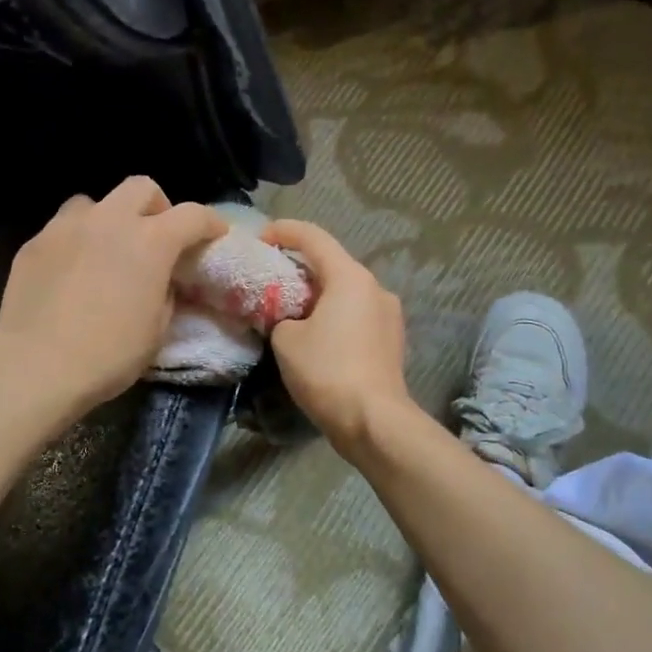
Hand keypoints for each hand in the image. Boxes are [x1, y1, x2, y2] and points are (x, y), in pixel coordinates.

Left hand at [0, 177, 227, 417]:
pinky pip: (62, 229)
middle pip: (141, 188)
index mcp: (150, 242)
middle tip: (156, 236)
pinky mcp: (34, 243)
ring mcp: (66, 227)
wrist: (36, 365)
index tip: (215, 234)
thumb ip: (164, 294)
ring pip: (95, 202)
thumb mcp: (156, 330)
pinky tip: (71, 272)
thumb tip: (159, 282)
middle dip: (156, 207)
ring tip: (106, 250)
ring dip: (109, 220)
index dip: (210, 222)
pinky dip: (76, 242)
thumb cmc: (108, 354)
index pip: (192, 215)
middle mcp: (109, 221)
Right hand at [258, 219, 414, 453]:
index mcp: (350, 277)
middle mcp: (375, 287)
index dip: (283, 231)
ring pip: (345, 292)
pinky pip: (356, 315)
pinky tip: (315, 335)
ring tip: (289, 311)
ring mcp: (389, 315)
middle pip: (331, 264)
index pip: (313, 237)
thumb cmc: (327, 371)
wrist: (373, 420)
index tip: (260, 238)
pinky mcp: (391, 340)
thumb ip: (280, 316)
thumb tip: (289, 319)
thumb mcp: (285, 339)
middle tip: (270, 279)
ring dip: (317, 295)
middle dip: (299, 268)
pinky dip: (333, 316)